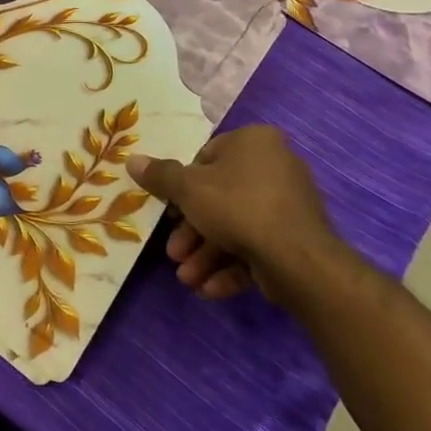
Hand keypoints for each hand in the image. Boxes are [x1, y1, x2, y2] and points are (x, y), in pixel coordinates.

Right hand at [126, 125, 356, 307]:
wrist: (299, 260)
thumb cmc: (236, 207)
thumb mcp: (187, 188)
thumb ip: (159, 175)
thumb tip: (132, 159)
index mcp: (253, 142)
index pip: (205, 157)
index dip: (182, 187)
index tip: (169, 212)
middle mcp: (275, 166)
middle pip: (218, 197)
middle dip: (192, 232)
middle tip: (173, 253)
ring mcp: (289, 204)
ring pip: (236, 226)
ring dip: (206, 254)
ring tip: (187, 279)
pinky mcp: (297, 238)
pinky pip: (257, 246)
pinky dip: (232, 266)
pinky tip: (210, 288)